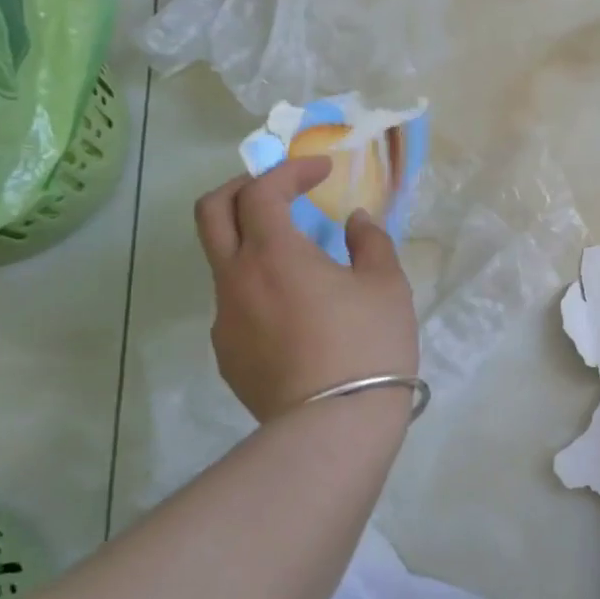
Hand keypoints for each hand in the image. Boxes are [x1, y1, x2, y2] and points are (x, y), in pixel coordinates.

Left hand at [195, 159, 418, 422]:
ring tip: (300, 261)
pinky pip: (235, 305)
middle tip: (280, 191)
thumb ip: (370, 242)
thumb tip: (353, 222)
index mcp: (273, 253)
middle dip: (243, 188)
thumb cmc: (367, 345)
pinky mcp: (227, 355)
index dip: (290, 171)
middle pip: (212, 212)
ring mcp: (224, 320)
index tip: (322, 171)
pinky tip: (296, 313)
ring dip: (253, 243)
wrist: (334, 427)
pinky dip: (258, 288)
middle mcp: (235, 279)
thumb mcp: (387, 285)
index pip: (262, 190)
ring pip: (223, 262)